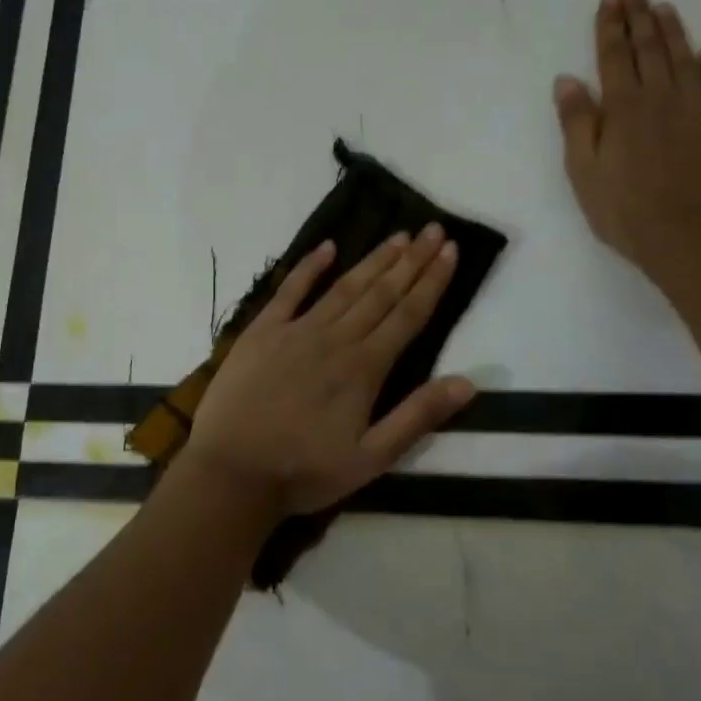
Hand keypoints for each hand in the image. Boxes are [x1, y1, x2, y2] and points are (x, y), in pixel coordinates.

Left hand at [186, 227, 475, 516]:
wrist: (232, 471)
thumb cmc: (304, 471)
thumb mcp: (371, 458)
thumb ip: (417, 417)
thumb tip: (467, 382)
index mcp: (364, 368)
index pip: (408, 315)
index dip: (432, 282)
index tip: (450, 250)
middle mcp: (335, 339)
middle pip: (380, 293)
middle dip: (411, 260)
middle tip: (433, 229)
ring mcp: (295, 331)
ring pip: (343, 287)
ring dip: (373, 260)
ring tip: (398, 236)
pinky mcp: (261, 332)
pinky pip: (289, 291)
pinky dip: (309, 267)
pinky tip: (327, 247)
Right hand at [553, 0, 700, 276]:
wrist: (688, 237)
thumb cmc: (623, 209)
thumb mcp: (583, 170)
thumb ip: (577, 122)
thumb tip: (568, 79)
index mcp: (622, 108)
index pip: (613, 57)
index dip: (610, 26)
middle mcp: (661, 98)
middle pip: (649, 49)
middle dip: (639, 17)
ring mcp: (699, 110)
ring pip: (685, 59)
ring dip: (674, 31)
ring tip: (664, 7)